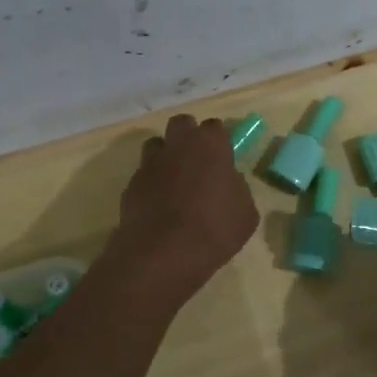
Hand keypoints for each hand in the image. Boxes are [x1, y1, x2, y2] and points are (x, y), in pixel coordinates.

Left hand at [109, 114, 259, 301]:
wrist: (164, 252)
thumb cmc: (215, 229)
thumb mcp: (245, 212)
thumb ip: (237, 189)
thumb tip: (228, 183)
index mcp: (210, 145)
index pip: (215, 127)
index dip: (219, 142)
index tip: (223, 158)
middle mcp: (178, 145)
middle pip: (181, 124)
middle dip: (188, 136)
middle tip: (197, 161)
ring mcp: (150, 163)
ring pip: (156, 145)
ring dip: (165, 156)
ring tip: (174, 181)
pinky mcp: (131, 184)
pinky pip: (143, 175)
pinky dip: (151, 184)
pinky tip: (158, 206)